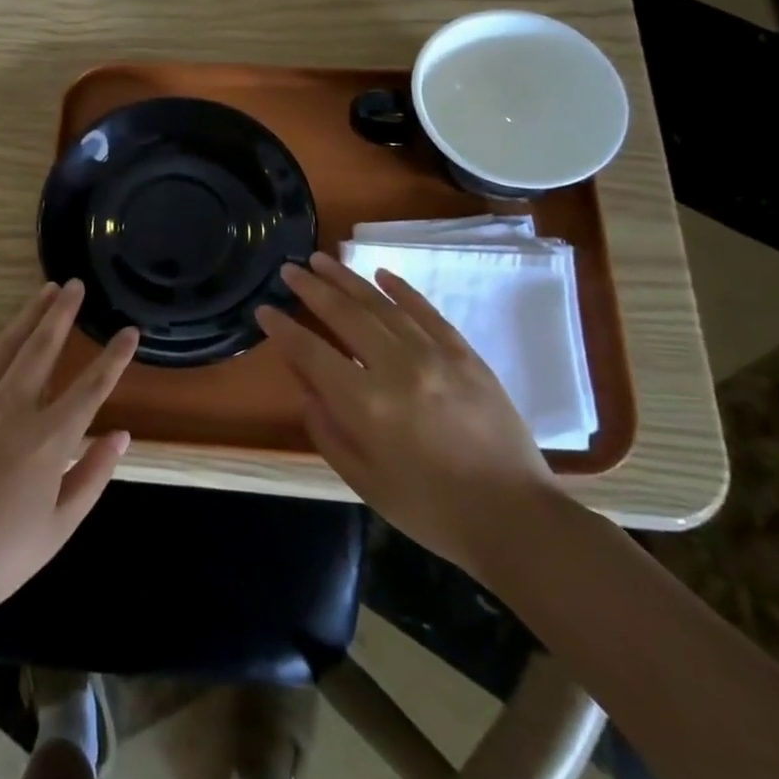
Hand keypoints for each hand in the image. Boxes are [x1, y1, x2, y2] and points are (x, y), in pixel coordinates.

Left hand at [0, 280, 138, 624]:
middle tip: (75, 284)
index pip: (91, 387)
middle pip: (42, 348)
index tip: (130, 332)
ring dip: (27, 316)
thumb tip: (121, 434)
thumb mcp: (59, 526)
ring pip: (5, 347)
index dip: (114, 357)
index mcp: (47, 440)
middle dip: (63, 312)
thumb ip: (93, 475)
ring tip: (44, 291)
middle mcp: (12, 409)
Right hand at [254, 252, 558, 576]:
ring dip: (348, 279)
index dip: (283, 329)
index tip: (264, 309)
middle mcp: (396, 368)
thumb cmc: (429, 509)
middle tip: (289, 269)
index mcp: (366, 404)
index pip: (311, 353)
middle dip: (311, 288)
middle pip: (344, 315)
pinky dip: (401, 290)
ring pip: (382, 305)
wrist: (514, 518)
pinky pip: (426, 312)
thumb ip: (326, 428)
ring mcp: (435, 356)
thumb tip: (306, 384)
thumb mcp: (363, 479)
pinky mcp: (465, 355)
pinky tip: (381, 274)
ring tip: (322, 259)